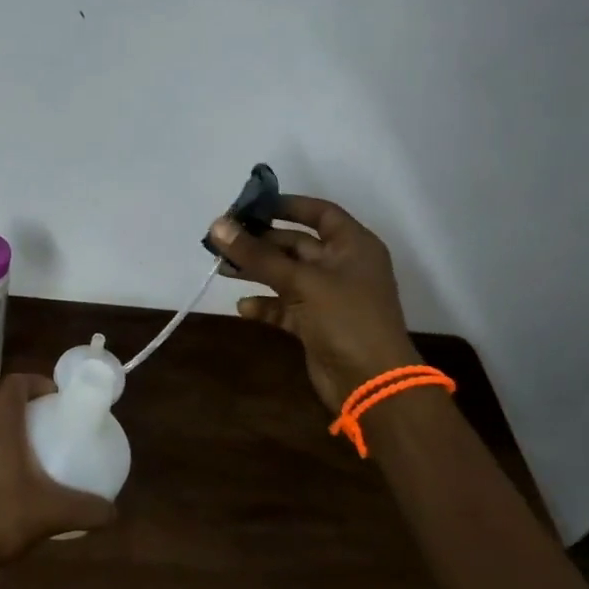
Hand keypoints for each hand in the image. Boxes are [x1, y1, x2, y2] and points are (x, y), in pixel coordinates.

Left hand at [0, 373, 115, 572]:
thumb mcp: (51, 514)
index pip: (13, 383)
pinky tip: (10, 468)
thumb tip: (113, 512)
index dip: (35, 381)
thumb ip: (86, 510)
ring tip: (27, 438)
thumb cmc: (1, 518)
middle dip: (13, 393)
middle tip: (38, 410)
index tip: (56, 396)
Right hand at [209, 196, 419, 410]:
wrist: (371, 383)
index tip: (250, 206)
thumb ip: (257, 255)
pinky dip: (266, 304)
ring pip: (287, 274)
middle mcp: (342, 265)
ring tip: (223, 269)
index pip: (319, 212)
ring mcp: (329, 296)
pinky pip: (286, 305)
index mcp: (352, 245)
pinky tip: (243, 307)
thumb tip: (217, 226)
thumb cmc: (345, 319)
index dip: (286, 205)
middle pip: (296, 243)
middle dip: (260, 242)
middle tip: (223, 240)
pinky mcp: (316, 323)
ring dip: (257, 271)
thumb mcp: (301, 281)